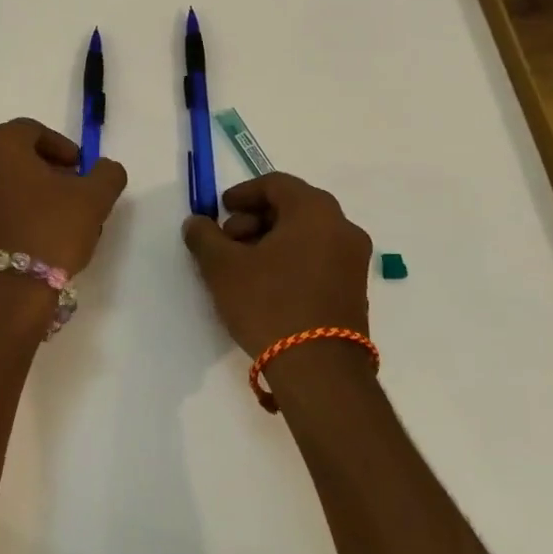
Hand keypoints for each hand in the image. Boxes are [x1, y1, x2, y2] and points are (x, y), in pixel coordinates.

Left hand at [0, 118, 128, 274]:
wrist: (7, 293)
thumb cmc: (50, 231)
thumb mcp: (94, 198)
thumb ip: (107, 174)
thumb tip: (105, 168)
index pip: (33, 130)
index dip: (62, 147)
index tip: (82, 169)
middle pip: (13, 154)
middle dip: (44, 168)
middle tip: (71, 189)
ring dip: (26, 189)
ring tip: (54, 215)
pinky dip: (9, 209)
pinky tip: (32, 233)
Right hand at [182, 173, 371, 354]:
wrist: (319, 369)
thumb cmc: (269, 304)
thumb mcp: (222, 267)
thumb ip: (204, 236)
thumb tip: (197, 222)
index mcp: (315, 211)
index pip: (276, 184)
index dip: (243, 193)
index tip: (221, 210)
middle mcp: (342, 227)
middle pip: (292, 207)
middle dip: (254, 219)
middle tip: (228, 242)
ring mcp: (354, 259)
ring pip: (306, 234)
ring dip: (271, 240)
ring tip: (243, 267)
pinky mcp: (355, 288)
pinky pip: (319, 257)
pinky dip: (291, 259)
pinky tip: (267, 285)